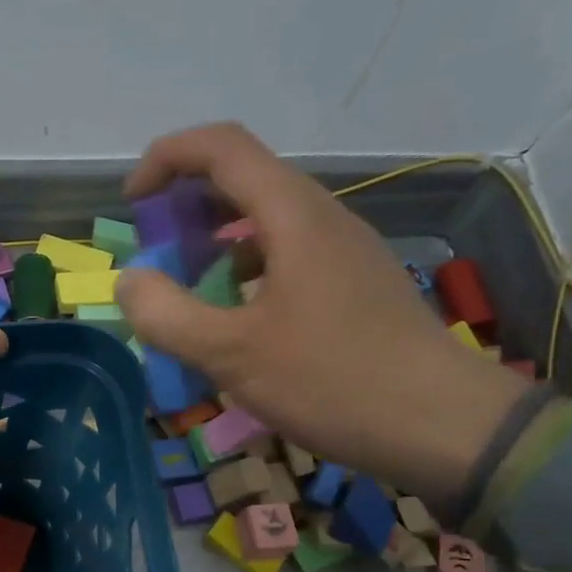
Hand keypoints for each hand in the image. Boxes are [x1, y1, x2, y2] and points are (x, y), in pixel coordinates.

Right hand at [115, 122, 529, 500]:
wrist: (441, 425)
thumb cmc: (332, 381)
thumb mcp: (233, 355)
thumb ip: (168, 315)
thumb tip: (130, 281)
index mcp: (293, 216)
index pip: (222, 147)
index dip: (167, 158)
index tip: (132, 203)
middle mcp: (321, 217)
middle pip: (243, 178)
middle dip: (185, 205)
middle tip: (155, 254)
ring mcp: (342, 250)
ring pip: (264, 220)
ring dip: (214, 241)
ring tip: (186, 290)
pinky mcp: (352, 284)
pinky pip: (285, 255)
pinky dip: (244, 270)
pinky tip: (234, 319)